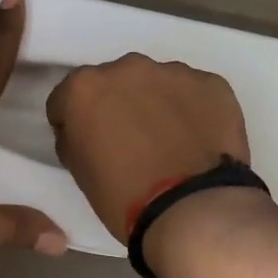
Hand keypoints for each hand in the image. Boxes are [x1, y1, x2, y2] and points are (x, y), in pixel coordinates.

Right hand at [45, 54, 250, 241]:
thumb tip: (83, 130)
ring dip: (156, 104)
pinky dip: (192, 111)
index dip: (73, 122)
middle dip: (117, 105)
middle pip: (114, 82)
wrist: (193, 210)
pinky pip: (194, 93)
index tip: (85, 143)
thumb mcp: (79, 171)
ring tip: (170, 142)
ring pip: (157, 84)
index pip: (66, 98)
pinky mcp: (212, 84)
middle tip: (130, 141)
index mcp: (84, 88)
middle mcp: (126, 68)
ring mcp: (173, 72)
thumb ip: (74, 138)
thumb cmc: (123, 196)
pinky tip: (197, 141)